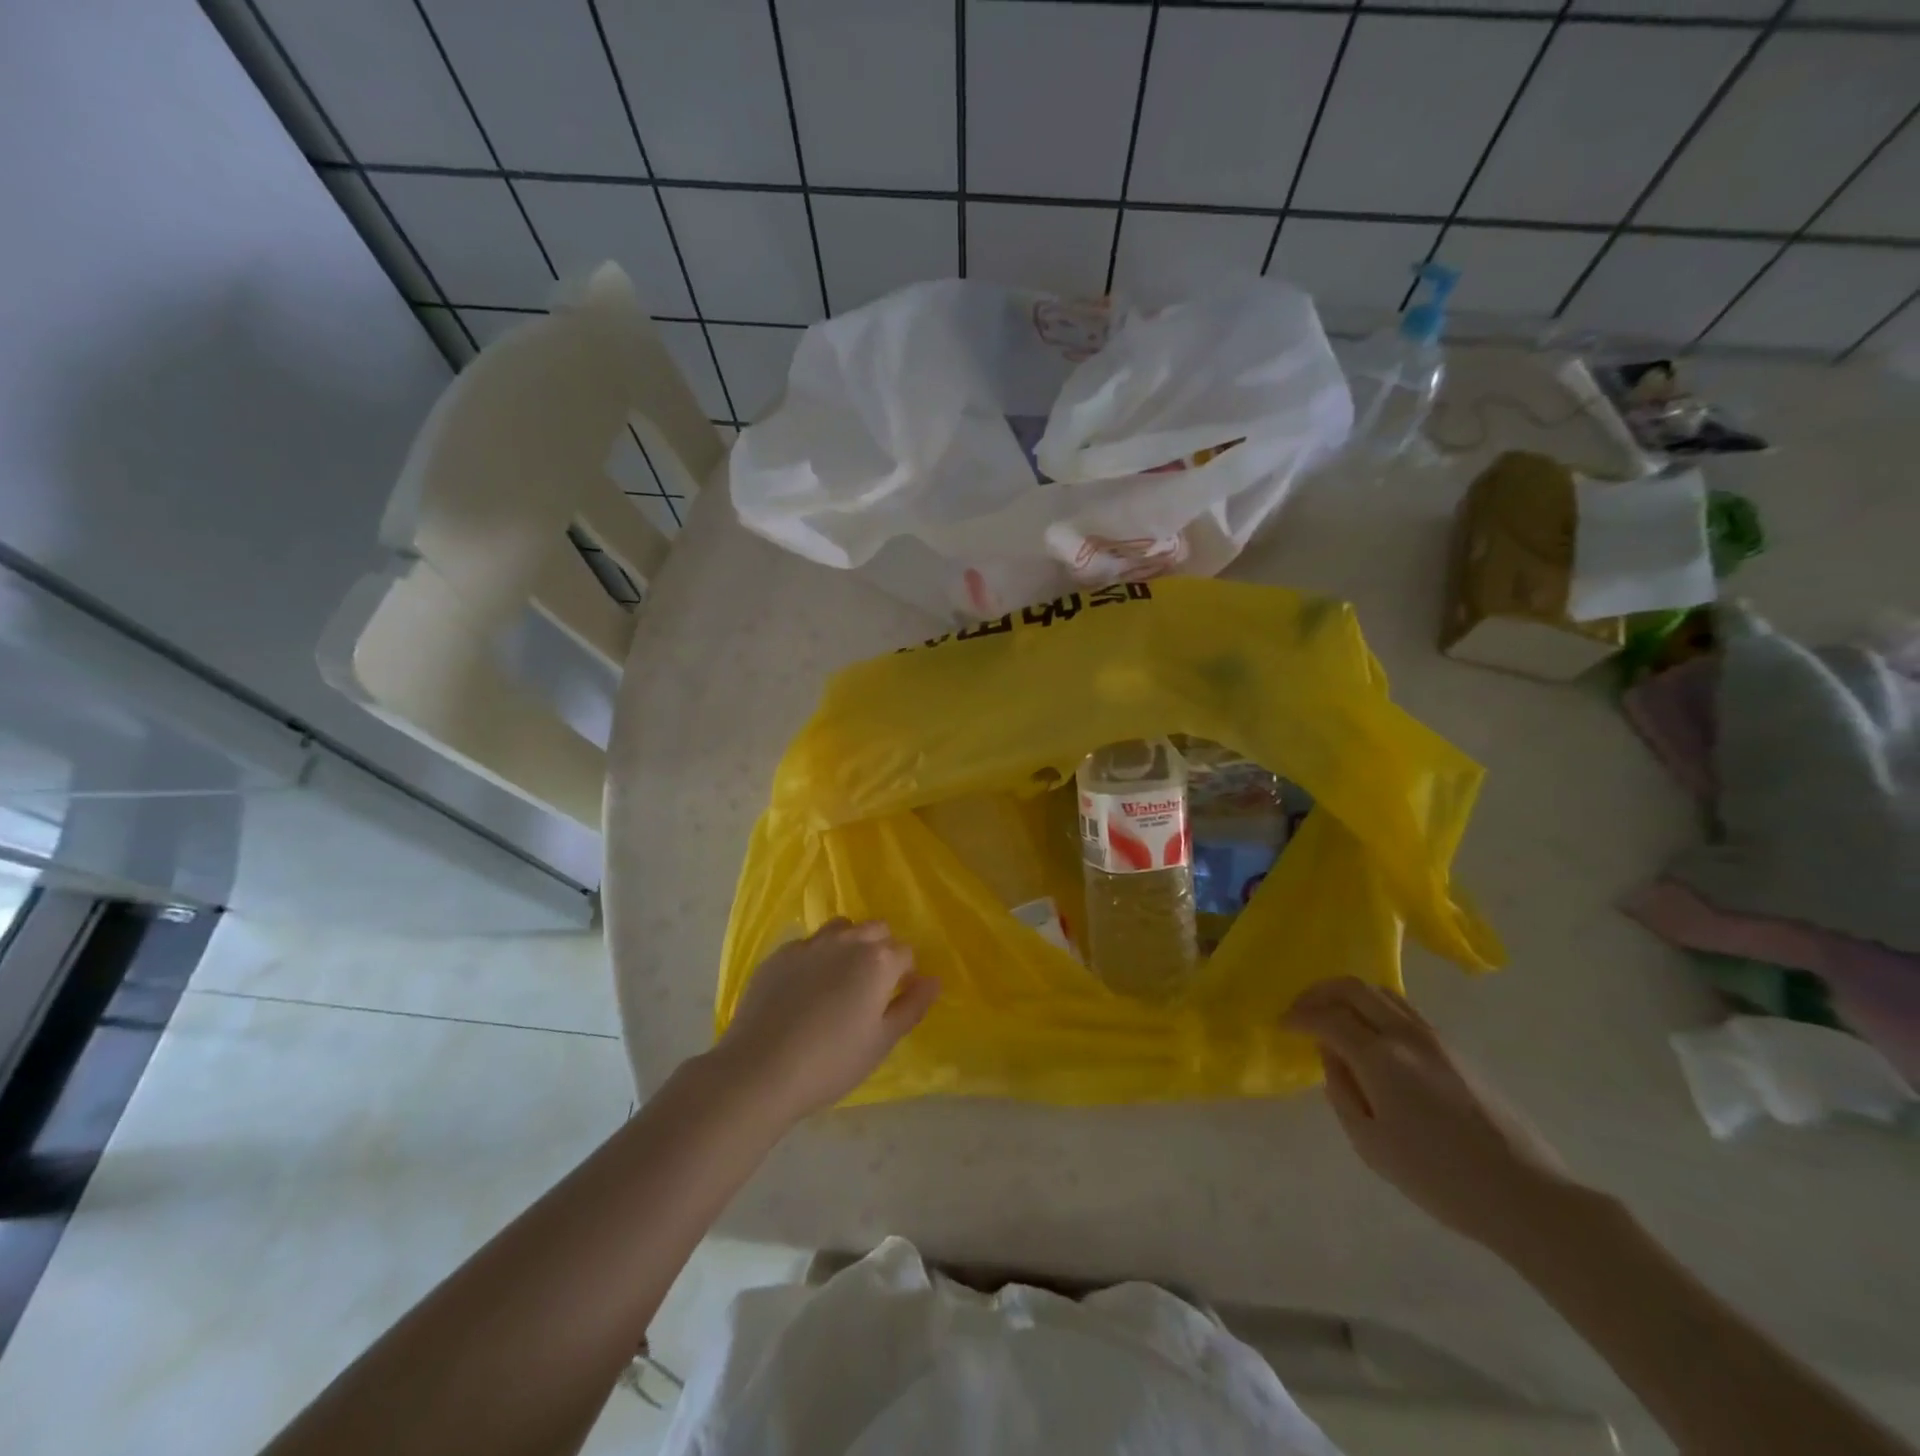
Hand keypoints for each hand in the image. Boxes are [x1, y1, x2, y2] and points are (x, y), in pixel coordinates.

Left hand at [715, 919, 938, 1120]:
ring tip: (838, 980)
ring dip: (848, 944)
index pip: (906, 953)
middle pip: (876, 929)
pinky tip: (804, 989)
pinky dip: (815, 957)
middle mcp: (847, 941)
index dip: (904, 974)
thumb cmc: (831, 1061)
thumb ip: (912, 1006)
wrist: (759, 1069)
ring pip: (841, 928)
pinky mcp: (778, 954)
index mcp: (878, 961)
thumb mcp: (882, 1042)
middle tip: (869, 988)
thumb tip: (933, 980)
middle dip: (880, 949)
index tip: (893, 999)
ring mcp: (809, 944)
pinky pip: (807, 944)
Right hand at [1283, 978, 1579, 1253]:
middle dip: (1318, 992)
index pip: (1326, 1018)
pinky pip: (1403, 1010)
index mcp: (1379, 1056)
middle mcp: (1405, 1033)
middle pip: (1352, 987)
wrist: (1526, 1195)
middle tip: (1301, 1010)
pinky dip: (1375, 1009)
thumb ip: (1341, 1092)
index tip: (1281, 1025)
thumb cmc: (1439, 1178)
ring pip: (1381, 992)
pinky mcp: (1456, 1049)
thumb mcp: (1371, 1144)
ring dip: (1349, 996)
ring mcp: (1434, 1037)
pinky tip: (1371, 1037)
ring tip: (1333, 1017)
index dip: (1298, 1017)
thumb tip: (1331, 1057)